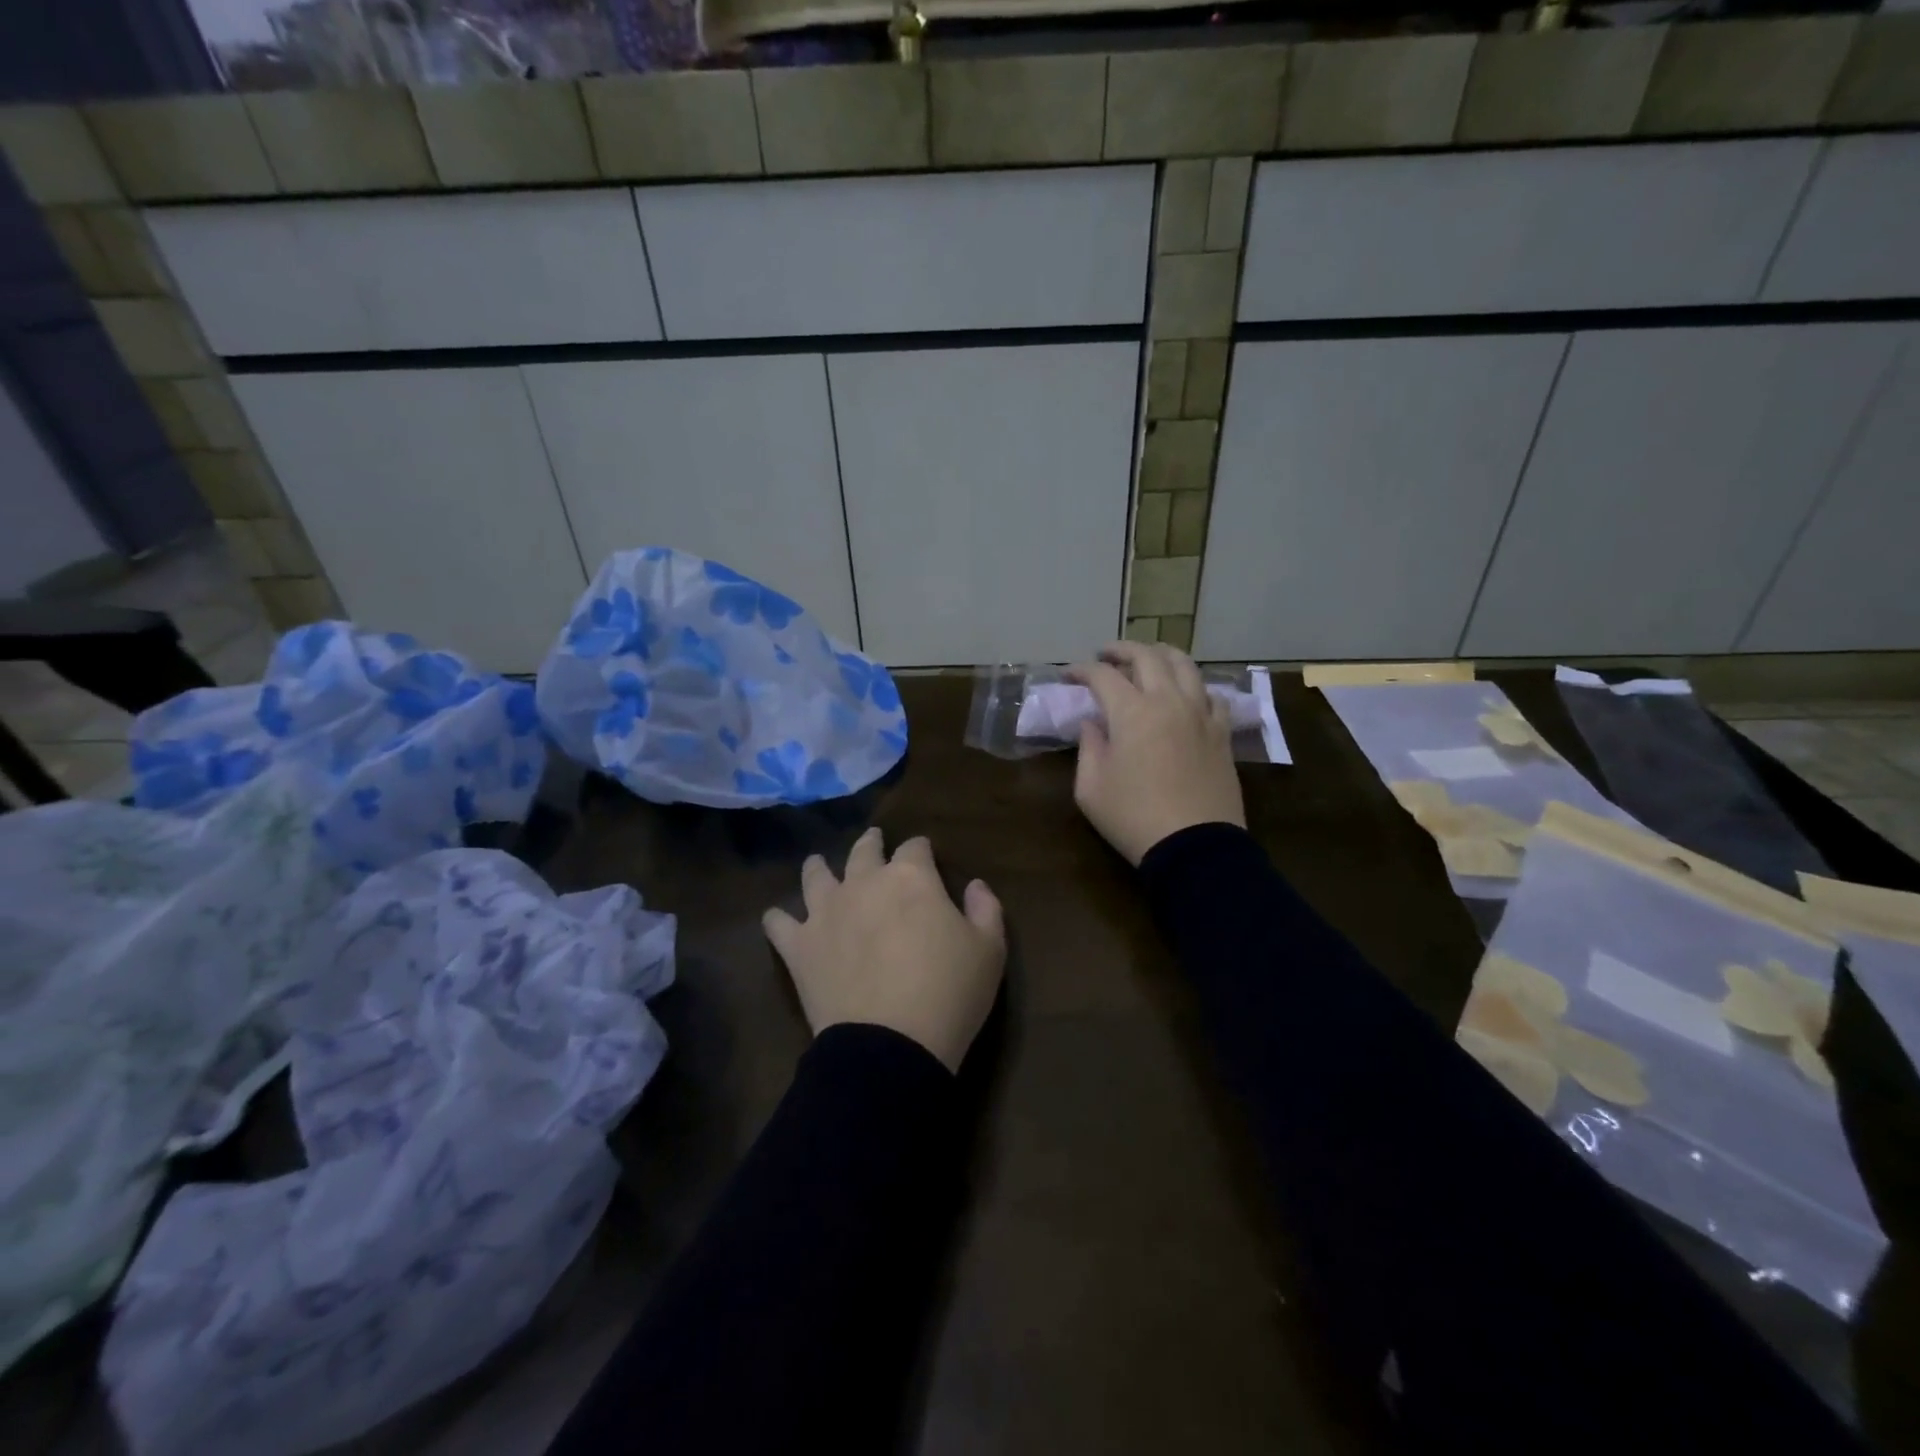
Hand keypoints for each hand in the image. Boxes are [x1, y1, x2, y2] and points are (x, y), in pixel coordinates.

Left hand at [762, 828, 1005, 1072]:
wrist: (890, 1044)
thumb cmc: (949, 992)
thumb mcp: (989, 951)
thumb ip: (986, 909)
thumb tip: (976, 885)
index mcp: (911, 877)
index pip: (915, 847)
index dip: (921, 848)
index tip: (925, 853)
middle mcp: (864, 883)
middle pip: (863, 851)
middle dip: (871, 844)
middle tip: (872, 842)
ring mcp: (826, 912)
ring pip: (816, 876)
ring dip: (818, 867)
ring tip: (817, 864)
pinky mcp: (799, 946)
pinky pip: (779, 924)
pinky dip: (778, 918)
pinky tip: (776, 918)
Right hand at [1068, 641, 1245, 865]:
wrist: (1194, 846)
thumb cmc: (1133, 817)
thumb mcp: (1091, 788)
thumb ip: (1088, 748)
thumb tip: (1093, 724)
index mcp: (1132, 712)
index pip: (1103, 675)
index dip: (1082, 670)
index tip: (1069, 675)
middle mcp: (1169, 701)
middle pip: (1147, 657)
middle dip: (1121, 650)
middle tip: (1105, 655)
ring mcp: (1201, 715)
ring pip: (1186, 666)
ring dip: (1162, 655)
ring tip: (1149, 658)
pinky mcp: (1222, 733)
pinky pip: (1213, 695)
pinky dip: (1195, 687)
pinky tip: (1187, 695)